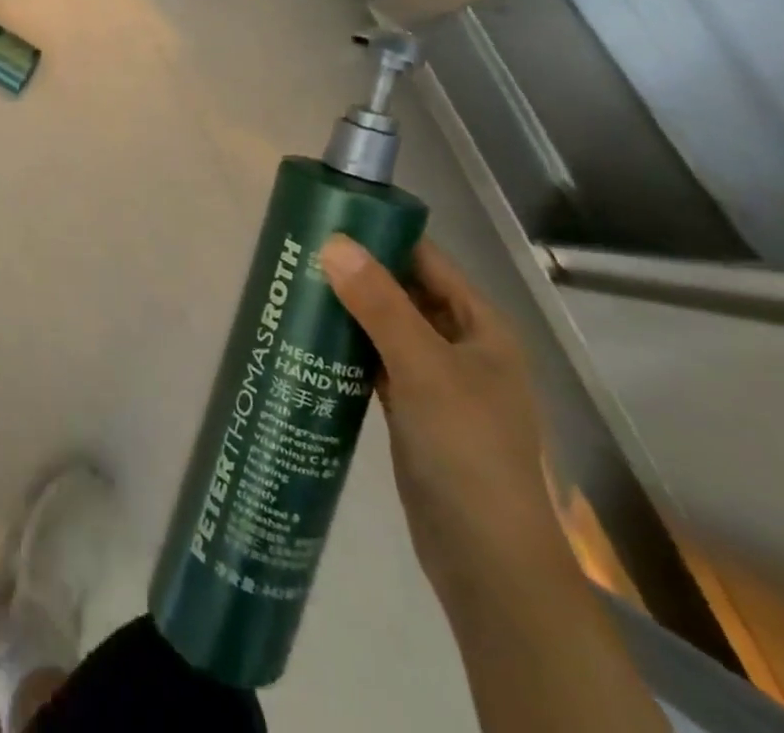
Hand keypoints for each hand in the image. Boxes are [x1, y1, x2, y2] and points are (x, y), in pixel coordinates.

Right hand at [322, 236, 571, 606]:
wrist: (486, 561)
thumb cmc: (467, 450)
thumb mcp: (424, 368)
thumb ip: (379, 304)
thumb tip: (332, 243)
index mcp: (480, 326)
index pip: (427, 260)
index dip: (382, 236)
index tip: (329, 221)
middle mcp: (461, 345)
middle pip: (404, 292)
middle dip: (357, 273)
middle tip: (300, 255)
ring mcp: (437, 381)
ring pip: (387, 328)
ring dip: (349, 311)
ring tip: (297, 289)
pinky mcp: (412, 411)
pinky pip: (377, 363)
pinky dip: (349, 350)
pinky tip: (311, 340)